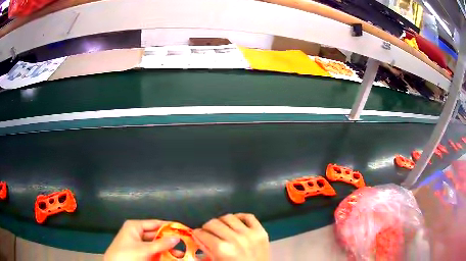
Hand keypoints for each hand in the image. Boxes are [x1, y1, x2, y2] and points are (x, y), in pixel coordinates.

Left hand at [104, 220, 179, 260]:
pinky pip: (152, 251)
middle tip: (185, 243)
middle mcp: (136, 232)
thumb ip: (161, 244)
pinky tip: (171, 257)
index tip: (183, 230)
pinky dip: (161, 254)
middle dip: (169, 240)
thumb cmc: (127, 254)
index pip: (155, 223)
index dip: (169, 226)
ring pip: (155, 244)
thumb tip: (177, 237)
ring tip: (181, 253)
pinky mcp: (138, 252)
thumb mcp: (145, 249)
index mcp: (135, 226)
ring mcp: (137, 243)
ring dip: (167, 249)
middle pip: (156, 234)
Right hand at [193, 213, 269, 260]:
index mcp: (222, 249)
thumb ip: (206, 249)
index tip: (197, 234)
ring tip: (222, 228)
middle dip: (207, 227)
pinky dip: (240, 217)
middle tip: (208, 232)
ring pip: (229, 217)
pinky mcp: (261, 232)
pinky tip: (235, 224)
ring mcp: (250, 234)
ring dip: (222, 222)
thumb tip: (197, 236)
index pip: (202, 233)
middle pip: (213, 223)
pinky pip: (249, 217)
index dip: (197, 233)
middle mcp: (235, 239)